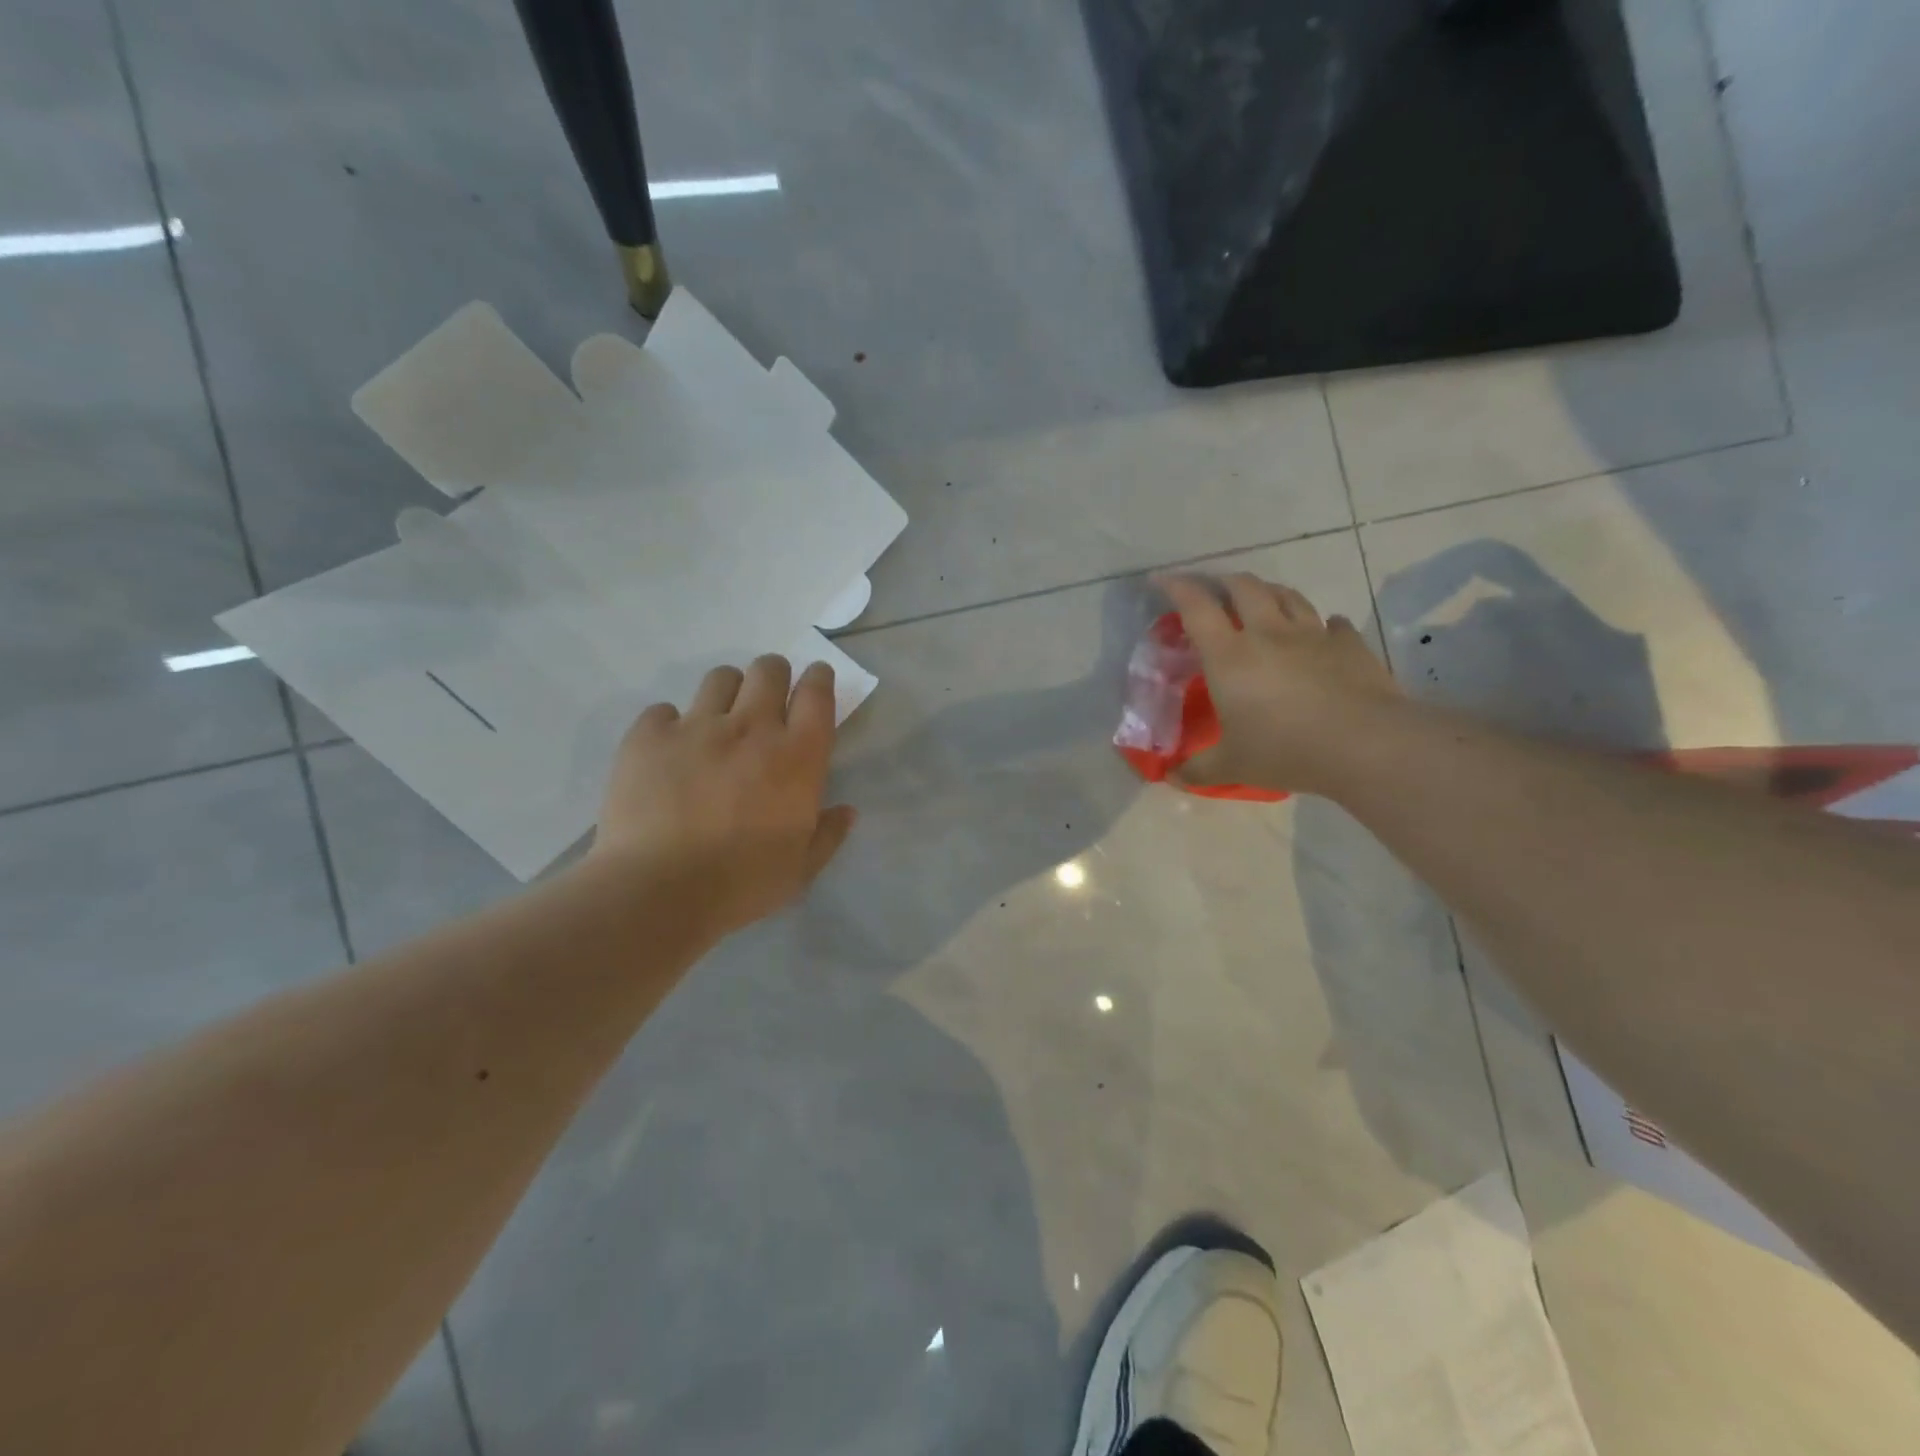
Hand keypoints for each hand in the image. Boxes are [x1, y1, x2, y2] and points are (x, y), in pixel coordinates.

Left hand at [590, 656, 855, 940]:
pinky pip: (663, 711)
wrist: (658, 891)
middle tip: (767, 701)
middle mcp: (751, 727)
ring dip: (727, 693)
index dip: (819, 679)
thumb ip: (828, 835)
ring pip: (720, 678)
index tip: (815, 680)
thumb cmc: (741, 884)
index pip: (817, 693)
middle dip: (774, 675)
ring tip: (718, 722)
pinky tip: (669, 753)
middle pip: (769, 670)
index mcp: (797, 756)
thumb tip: (847, 811)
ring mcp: (696, 727)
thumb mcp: (801, 870)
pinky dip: (670, 725)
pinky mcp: (649, 736)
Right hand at [1156, 573, 1401, 794]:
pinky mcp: (1350, 645)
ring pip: (1286, 596)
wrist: (1366, 745)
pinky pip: (1332, 624)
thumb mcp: (1232, 766)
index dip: (1176, 587)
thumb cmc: (1285, 750)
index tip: (1162, 579)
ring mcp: (1313, 635)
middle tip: (1212, 588)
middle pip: (1244, 588)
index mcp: (1230, 656)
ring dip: (1267, 591)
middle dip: (1223, 582)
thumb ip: (1199, 769)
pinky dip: (1321, 623)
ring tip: (1259, 597)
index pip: (1196, 608)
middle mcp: (1268, 634)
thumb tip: (1172, 778)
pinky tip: (1322, 630)